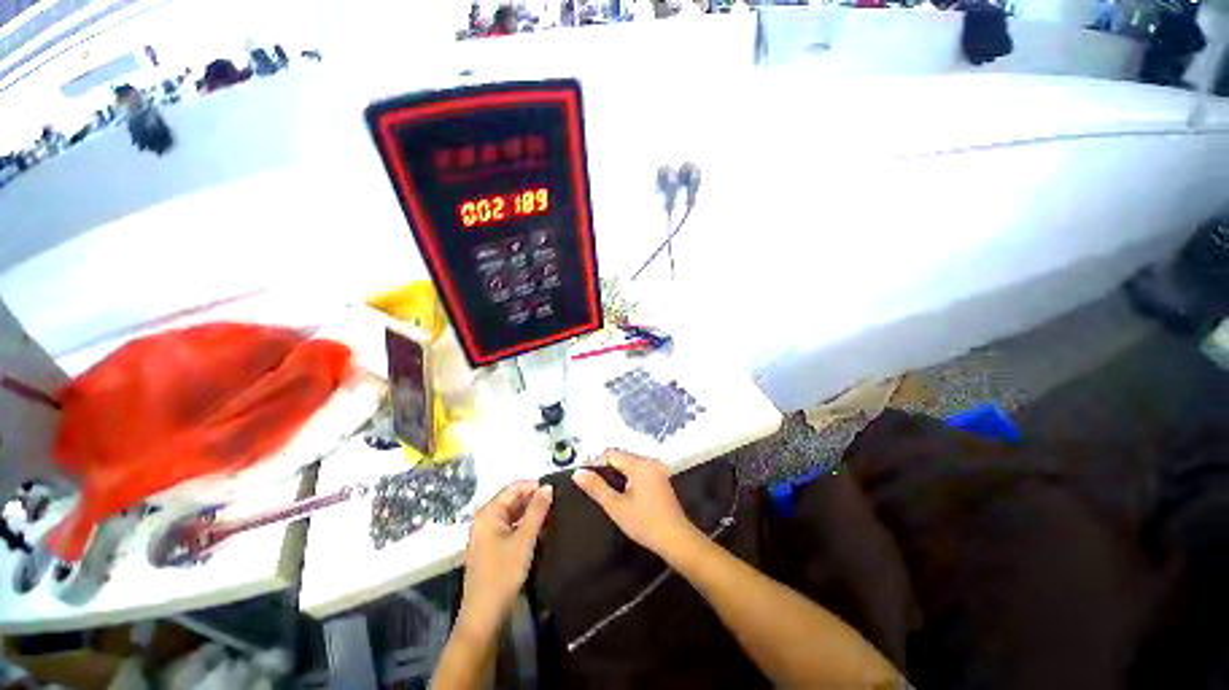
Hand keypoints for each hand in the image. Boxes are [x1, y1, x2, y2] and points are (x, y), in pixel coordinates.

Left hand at [458, 481, 553, 635]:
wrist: (484, 615)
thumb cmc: (503, 573)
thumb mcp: (524, 539)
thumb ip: (537, 510)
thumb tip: (548, 487)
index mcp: (488, 513)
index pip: (514, 487)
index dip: (534, 486)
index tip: (555, 491)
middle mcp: (485, 519)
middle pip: (512, 500)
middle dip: (533, 500)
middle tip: (556, 503)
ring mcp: (487, 534)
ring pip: (513, 514)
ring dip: (531, 514)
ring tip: (553, 516)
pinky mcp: (491, 548)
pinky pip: (510, 527)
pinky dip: (524, 527)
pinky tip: (541, 532)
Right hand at [572, 449, 697, 557]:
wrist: (676, 539)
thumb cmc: (644, 523)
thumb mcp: (616, 506)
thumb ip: (596, 487)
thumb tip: (577, 472)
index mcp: (639, 464)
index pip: (611, 453)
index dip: (597, 464)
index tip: (590, 481)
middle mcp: (649, 461)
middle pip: (621, 457)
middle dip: (609, 470)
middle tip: (600, 491)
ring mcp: (657, 469)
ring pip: (630, 464)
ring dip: (619, 475)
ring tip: (612, 495)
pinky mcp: (661, 478)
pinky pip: (640, 471)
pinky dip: (630, 479)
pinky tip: (628, 496)